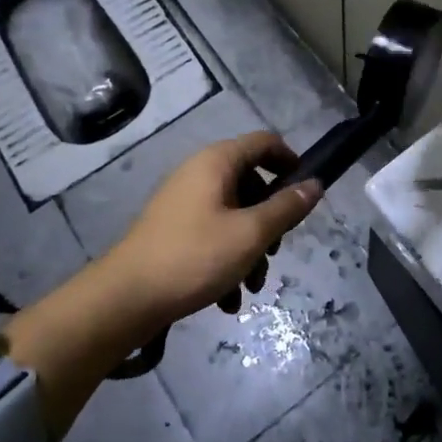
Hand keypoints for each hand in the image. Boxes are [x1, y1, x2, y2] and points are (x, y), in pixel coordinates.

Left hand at [100, 131, 321, 324]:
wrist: (126, 299)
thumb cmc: (195, 257)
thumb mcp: (251, 234)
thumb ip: (287, 208)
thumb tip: (315, 184)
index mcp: (217, 162)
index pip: (265, 142)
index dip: (291, 161)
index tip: (306, 193)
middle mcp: (199, 173)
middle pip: (251, 183)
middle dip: (270, 220)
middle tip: (275, 251)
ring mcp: (184, 202)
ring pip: (234, 215)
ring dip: (251, 249)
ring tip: (251, 287)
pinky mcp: (173, 230)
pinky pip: (213, 234)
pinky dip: (227, 261)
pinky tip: (228, 299)